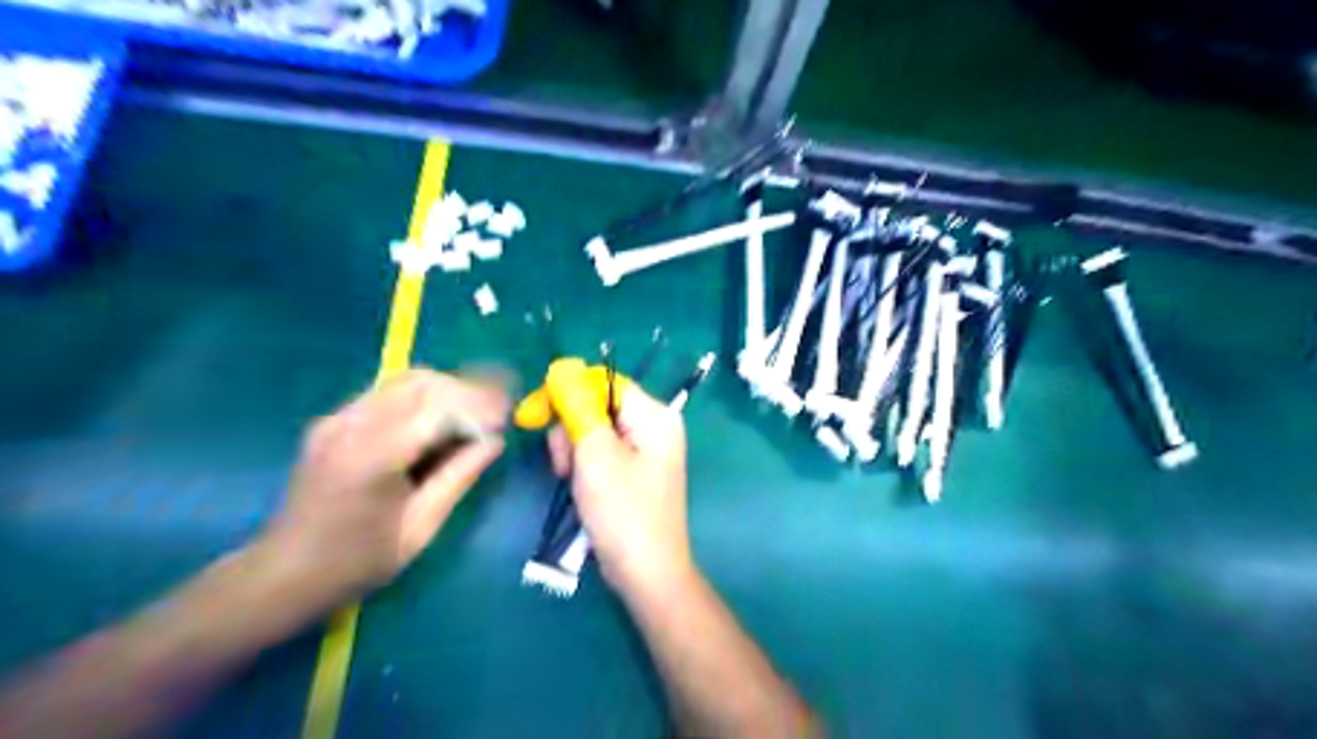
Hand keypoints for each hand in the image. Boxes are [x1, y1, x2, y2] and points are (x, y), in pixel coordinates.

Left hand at [261, 371, 506, 606]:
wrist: (283, 573)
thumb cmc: (357, 562)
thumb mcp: (420, 528)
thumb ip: (459, 477)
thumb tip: (496, 441)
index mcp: (371, 457)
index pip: (438, 409)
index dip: (479, 407)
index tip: (509, 416)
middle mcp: (351, 425)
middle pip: (422, 383)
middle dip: (467, 390)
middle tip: (498, 410)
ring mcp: (338, 418)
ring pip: (406, 380)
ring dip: (448, 389)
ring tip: (476, 411)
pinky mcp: (334, 419)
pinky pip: (389, 392)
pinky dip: (425, 396)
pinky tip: (442, 418)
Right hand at [545, 381, 692, 595]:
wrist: (646, 573)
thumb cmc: (624, 512)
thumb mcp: (596, 456)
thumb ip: (578, 409)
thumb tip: (562, 370)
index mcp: (654, 416)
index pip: (604, 382)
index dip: (567, 392)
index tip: (534, 412)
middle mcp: (653, 426)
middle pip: (597, 406)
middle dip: (571, 431)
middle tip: (565, 465)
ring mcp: (644, 450)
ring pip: (593, 431)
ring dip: (573, 452)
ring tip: (573, 481)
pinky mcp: (632, 470)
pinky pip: (600, 452)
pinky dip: (583, 466)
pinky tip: (579, 489)